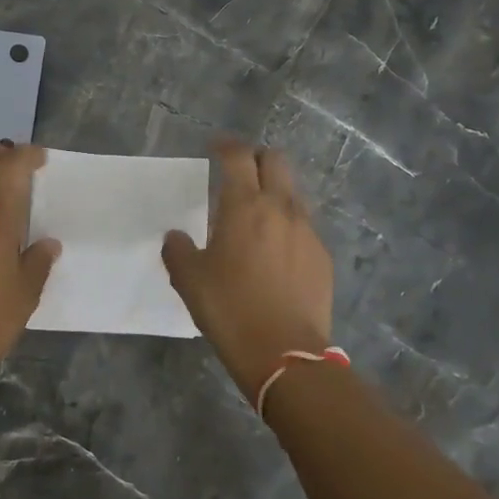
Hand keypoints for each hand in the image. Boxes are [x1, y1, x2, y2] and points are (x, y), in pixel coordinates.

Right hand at [162, 139, 333, 398]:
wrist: (284, 353)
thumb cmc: (229, 309)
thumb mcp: (189, 280)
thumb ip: (178, 250)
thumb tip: (176, 237)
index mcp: (245, 206)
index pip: (238, 156)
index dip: (225, 145)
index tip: (215, 147)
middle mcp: (281, 208)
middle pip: (276, 161)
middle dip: (256, 158)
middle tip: (238, 172)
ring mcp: (307, 231)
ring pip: (293, 192)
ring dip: (275, 189)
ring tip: (256, 211)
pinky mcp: (322, 256)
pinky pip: (303, 225)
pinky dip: (287, 223)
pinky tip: (275, 249)